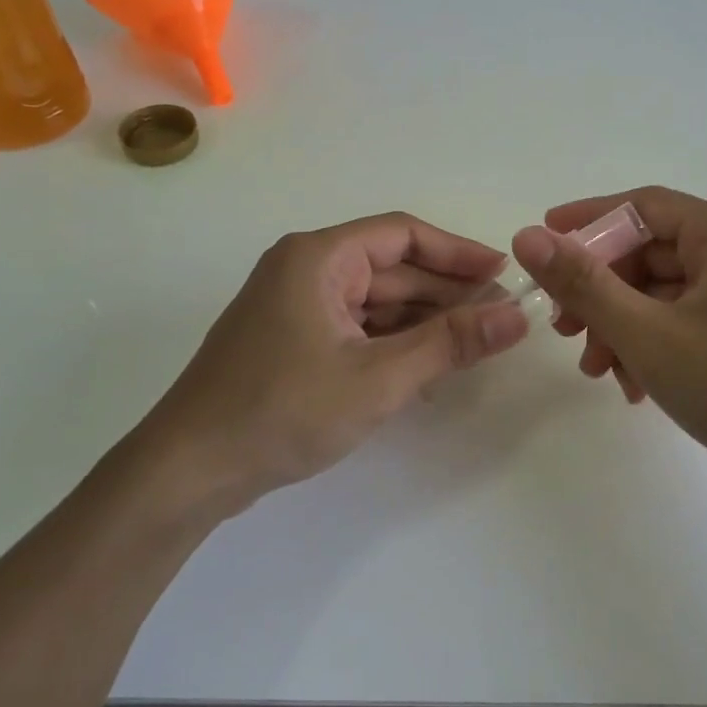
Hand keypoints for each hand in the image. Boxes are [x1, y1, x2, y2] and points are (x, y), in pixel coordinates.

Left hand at [130, 213, 528, 511]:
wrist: (188, 472)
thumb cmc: (282, 411)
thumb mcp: (378, 378)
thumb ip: (450, 343)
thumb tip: (518, 316)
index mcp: (319, 257)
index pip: (403, 234)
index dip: (458, 252)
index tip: (503, 274)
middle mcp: (306, 269)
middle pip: (391, 268)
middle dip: (445, 292)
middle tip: (500, 318)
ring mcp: (295, 306)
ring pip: (376, 301)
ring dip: (422, 321)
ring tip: (474, 344)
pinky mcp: (291, 339)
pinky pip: (356, 326)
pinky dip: (393, 342)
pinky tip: (428, 367)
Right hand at [510, 187, 706, 500]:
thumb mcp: (646, 333)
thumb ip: (583, 283)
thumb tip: (527, 237)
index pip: (643, 206)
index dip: (587, 220)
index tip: (541, 241)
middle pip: (650, 253)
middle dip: (601, 291)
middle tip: (562, 327)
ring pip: (663, 292)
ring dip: (621, 326)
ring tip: (595, 369)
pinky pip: (685, 320)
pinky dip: (651, 344)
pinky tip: (632, 385)